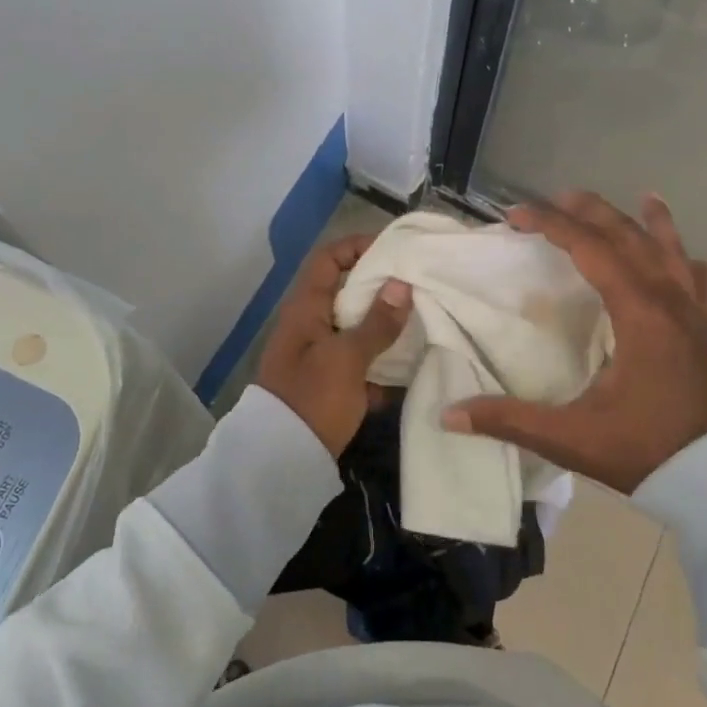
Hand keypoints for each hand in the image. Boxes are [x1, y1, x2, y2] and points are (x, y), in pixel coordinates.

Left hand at [256, 234, 411, 457]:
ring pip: (356, 325)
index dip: (358, 246)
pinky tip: (412, 362)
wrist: (282, 461)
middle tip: (419, 283)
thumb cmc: (312, 398)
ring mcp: (320, 354)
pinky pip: (361, 359)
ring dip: (385, 322)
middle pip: (346, 290)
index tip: (395, 249)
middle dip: (381, 286)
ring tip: (423, 317)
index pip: (328, 258)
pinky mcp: (331, 383)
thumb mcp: (347, 358)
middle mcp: (310, 324)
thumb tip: (401, 284)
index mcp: (306, 308)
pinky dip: (382, 358)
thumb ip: (376, 322)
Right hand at [440, 192, 706, 492]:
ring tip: (644, 197)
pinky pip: (704, 286)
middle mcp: (668, 301)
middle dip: (591, 212)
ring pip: (673, 252)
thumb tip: (449, 414)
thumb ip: (508, 420)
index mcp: (637, 313)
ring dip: (652, 223)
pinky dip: (692, 264)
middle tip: (556, 199)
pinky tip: (689, 259)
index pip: (590, 249)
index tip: (516, 215)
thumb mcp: (570, 436)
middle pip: (629, 237)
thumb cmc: (643, 450)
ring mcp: (694, 316)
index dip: (551, 224)